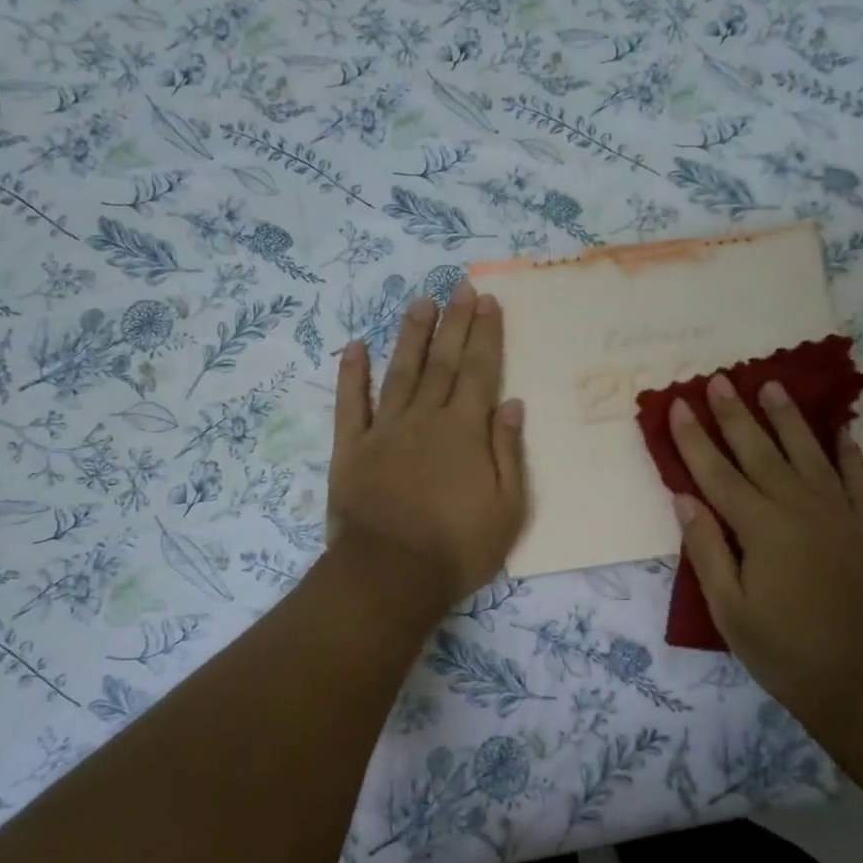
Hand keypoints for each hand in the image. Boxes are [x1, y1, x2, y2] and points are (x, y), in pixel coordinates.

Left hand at [328, 283, 527, 608]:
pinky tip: (356, 346)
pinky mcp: (351, 449)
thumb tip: (511, 403)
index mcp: (465, 430)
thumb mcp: (507, 508)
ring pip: (400, 372)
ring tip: (420, 303)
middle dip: (454, 322)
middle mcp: (425, 418)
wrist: (388, 576)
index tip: (488, 301)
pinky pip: (351, 404)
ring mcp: (384, 430)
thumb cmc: (457, 547)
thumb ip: (508, 451)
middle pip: (443, 361)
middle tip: (460, 286)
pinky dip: (352, 374)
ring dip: (411, 335)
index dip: (485, 334)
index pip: (479, 370)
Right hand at [670, 374, 862, 724]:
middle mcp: (799, 507)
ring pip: (807, 452)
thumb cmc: (787, 652)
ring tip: (771, 386)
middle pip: (760, 450)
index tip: (678, 403)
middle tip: (719, 379)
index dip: (693, 438)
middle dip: (734, 414)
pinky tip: (840, 431)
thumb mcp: (731, 612)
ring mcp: (839, 512)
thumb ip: (707, 550)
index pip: (717, 472)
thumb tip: (685, 498)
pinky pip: (855, 477)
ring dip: (786, 418)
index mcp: (760, 527)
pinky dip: (846, 451)